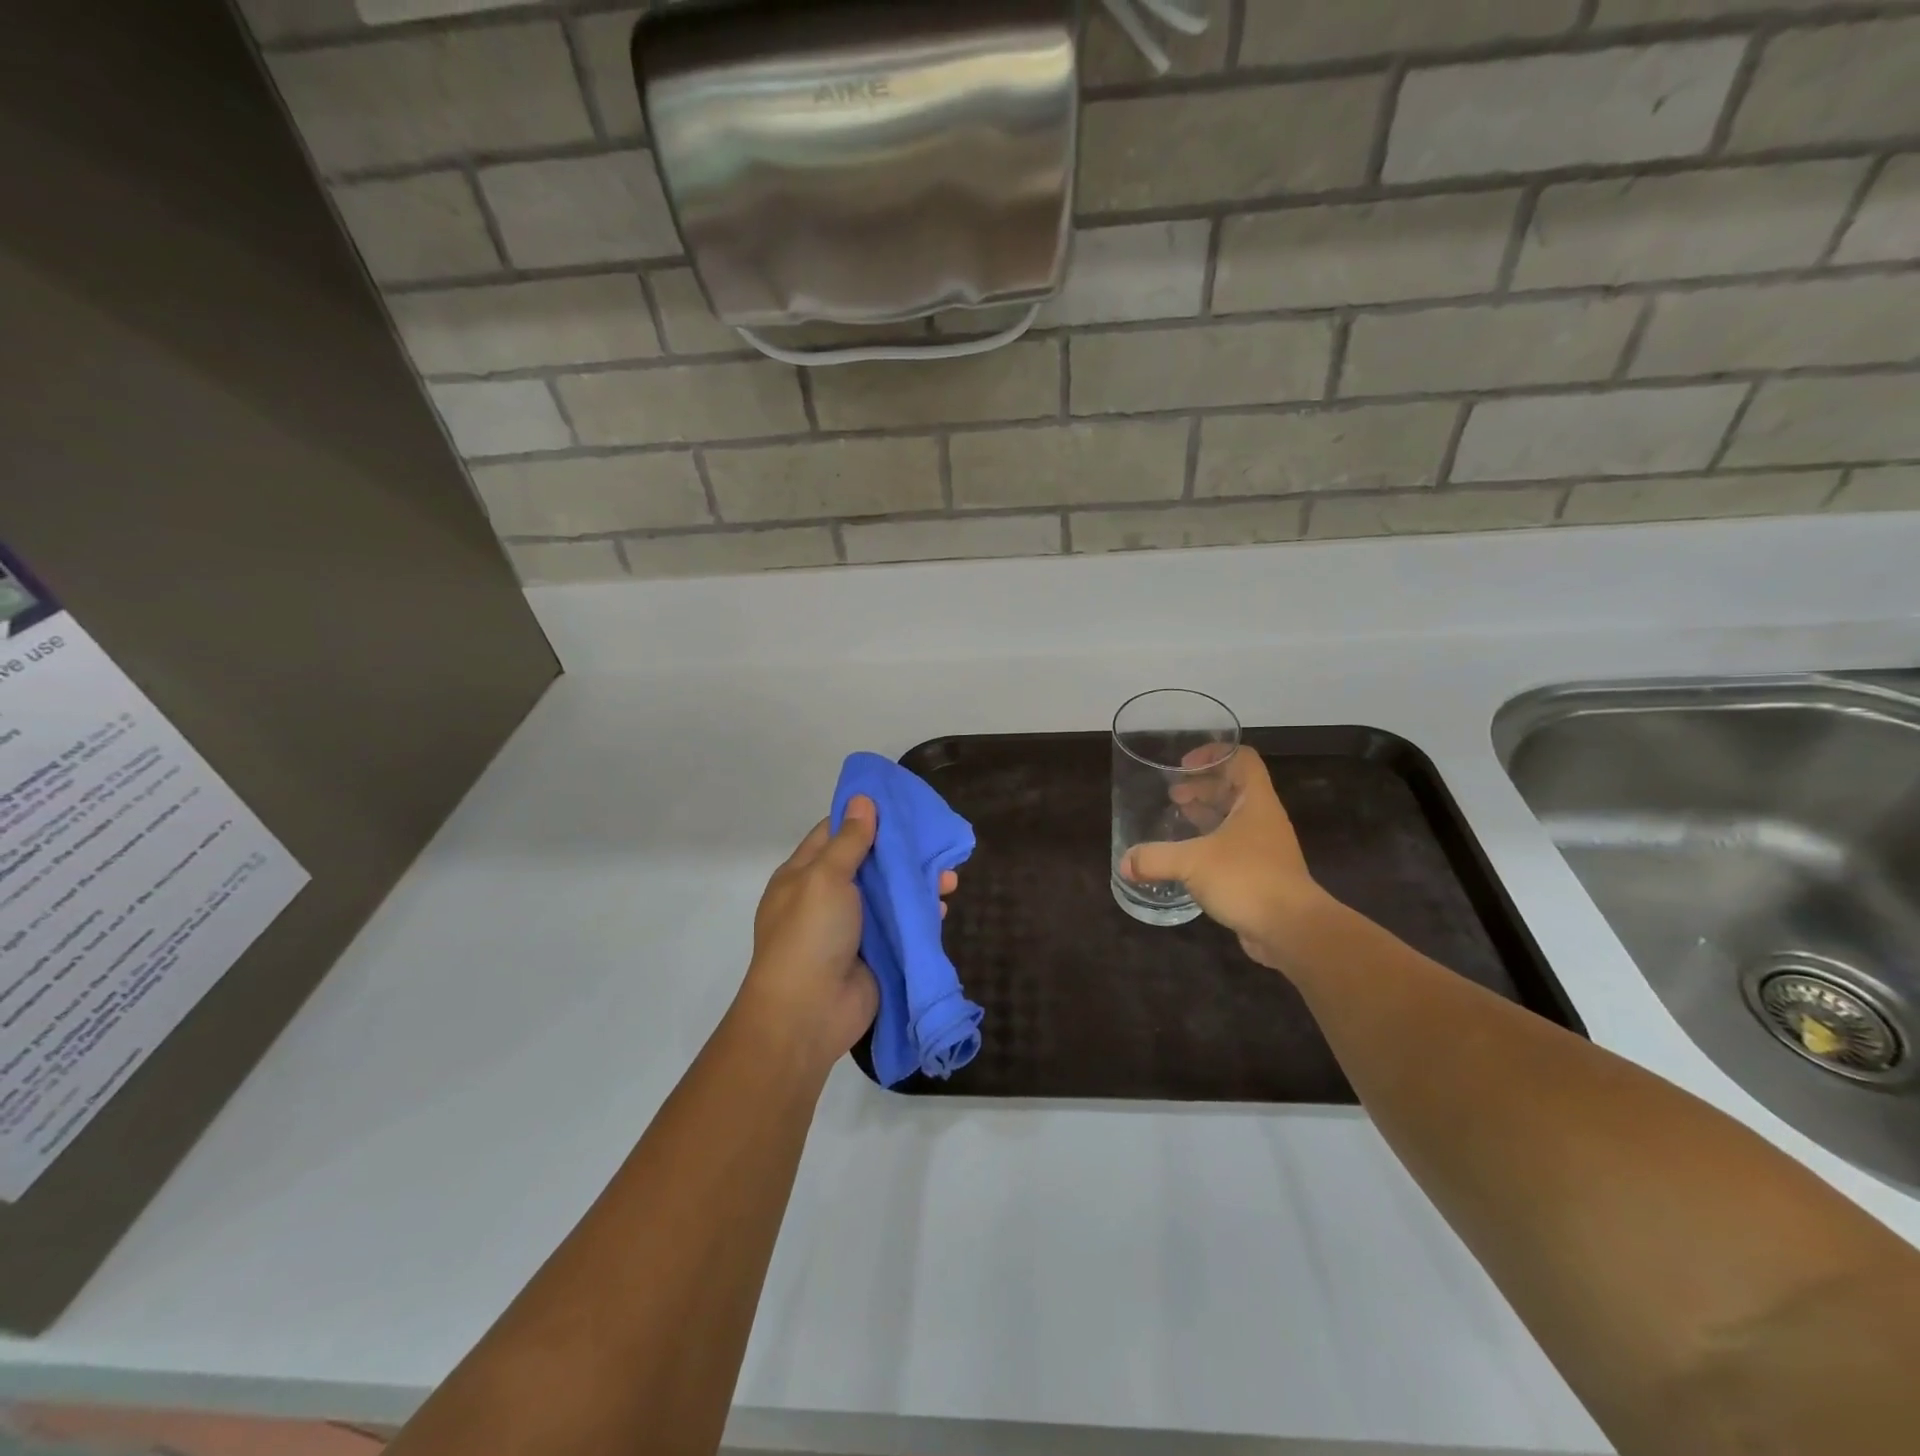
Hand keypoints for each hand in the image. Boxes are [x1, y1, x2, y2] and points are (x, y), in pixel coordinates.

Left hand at [737, 797, 957, 1073]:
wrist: (809, 1013)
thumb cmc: (810, 935)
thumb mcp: (825, 877)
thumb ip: (850, 841)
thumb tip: (863, 800)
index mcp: (804, 874)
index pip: (835, 833)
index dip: (864, 816)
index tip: (898, 803)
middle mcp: (828, 897)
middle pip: (869, 863)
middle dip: (902, 851)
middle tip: (935, 838)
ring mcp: (853, 927)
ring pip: (890, 895)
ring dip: (918, 883)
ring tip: (949, 875)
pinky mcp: (876, 953)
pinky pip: (902, 926)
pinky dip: (921, 914)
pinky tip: (942, 904)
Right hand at [1120, 748, 1326, 971]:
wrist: (1292, 930)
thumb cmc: (1247, 879)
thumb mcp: (1193, 863)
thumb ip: (1155, 858)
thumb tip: (1124, 863)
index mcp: (1255, 802)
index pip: (1242, 759)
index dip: (1214, 754)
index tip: (1184, 766)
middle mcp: (1262, 819)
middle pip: (1234, 788)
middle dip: (1203, 787)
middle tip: (1173, 795)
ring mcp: (1264, 847)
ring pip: (1233, 819)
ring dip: (1206, 815)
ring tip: (1177, 819)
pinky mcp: (1260, 874)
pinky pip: (1232, 848)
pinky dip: (1209, 844)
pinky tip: (1188, 858)